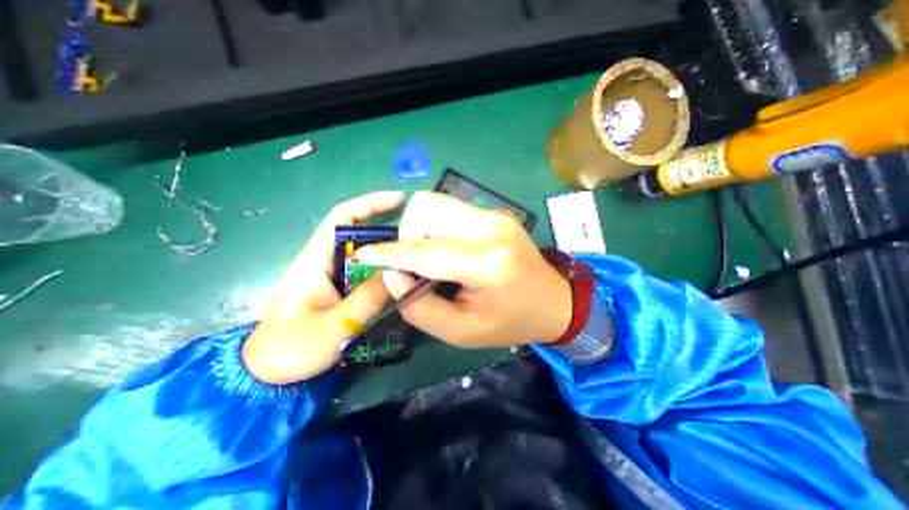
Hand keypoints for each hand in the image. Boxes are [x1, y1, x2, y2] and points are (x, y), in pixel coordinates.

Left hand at [240, 190, 401, 381]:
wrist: (267, 373)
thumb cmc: (292, 348)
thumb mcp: (335, 325)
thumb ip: (369, 298)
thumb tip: (400, 272)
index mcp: (315, 260)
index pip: (342, 217)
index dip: (370, 203)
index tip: (399, 199)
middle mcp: (324, 260)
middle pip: (359, 233)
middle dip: (387, 229)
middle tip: (418, 237)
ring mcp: (332, 275)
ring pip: (365, 255)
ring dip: (388, 252)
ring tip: (415, 256)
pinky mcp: (338, 289)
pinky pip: (366, 272)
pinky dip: (383, 271)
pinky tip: (399, 278)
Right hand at [354, 192, 566, 349]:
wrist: (555, 302)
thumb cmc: (510, 323)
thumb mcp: (462, 331)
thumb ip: (420, 307)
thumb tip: (392, 275)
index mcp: (487, 263)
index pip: (426, 251)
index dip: (390, 254)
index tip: (364, 255)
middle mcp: (491, 228)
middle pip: (427, 209)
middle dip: (407, 236)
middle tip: (414, 264)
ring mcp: (495, 215)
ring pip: (435, 202)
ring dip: (420, 228)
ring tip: (430, 256)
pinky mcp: (495, 213)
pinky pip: (450, 209)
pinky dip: (436, 226)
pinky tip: (446, 248)